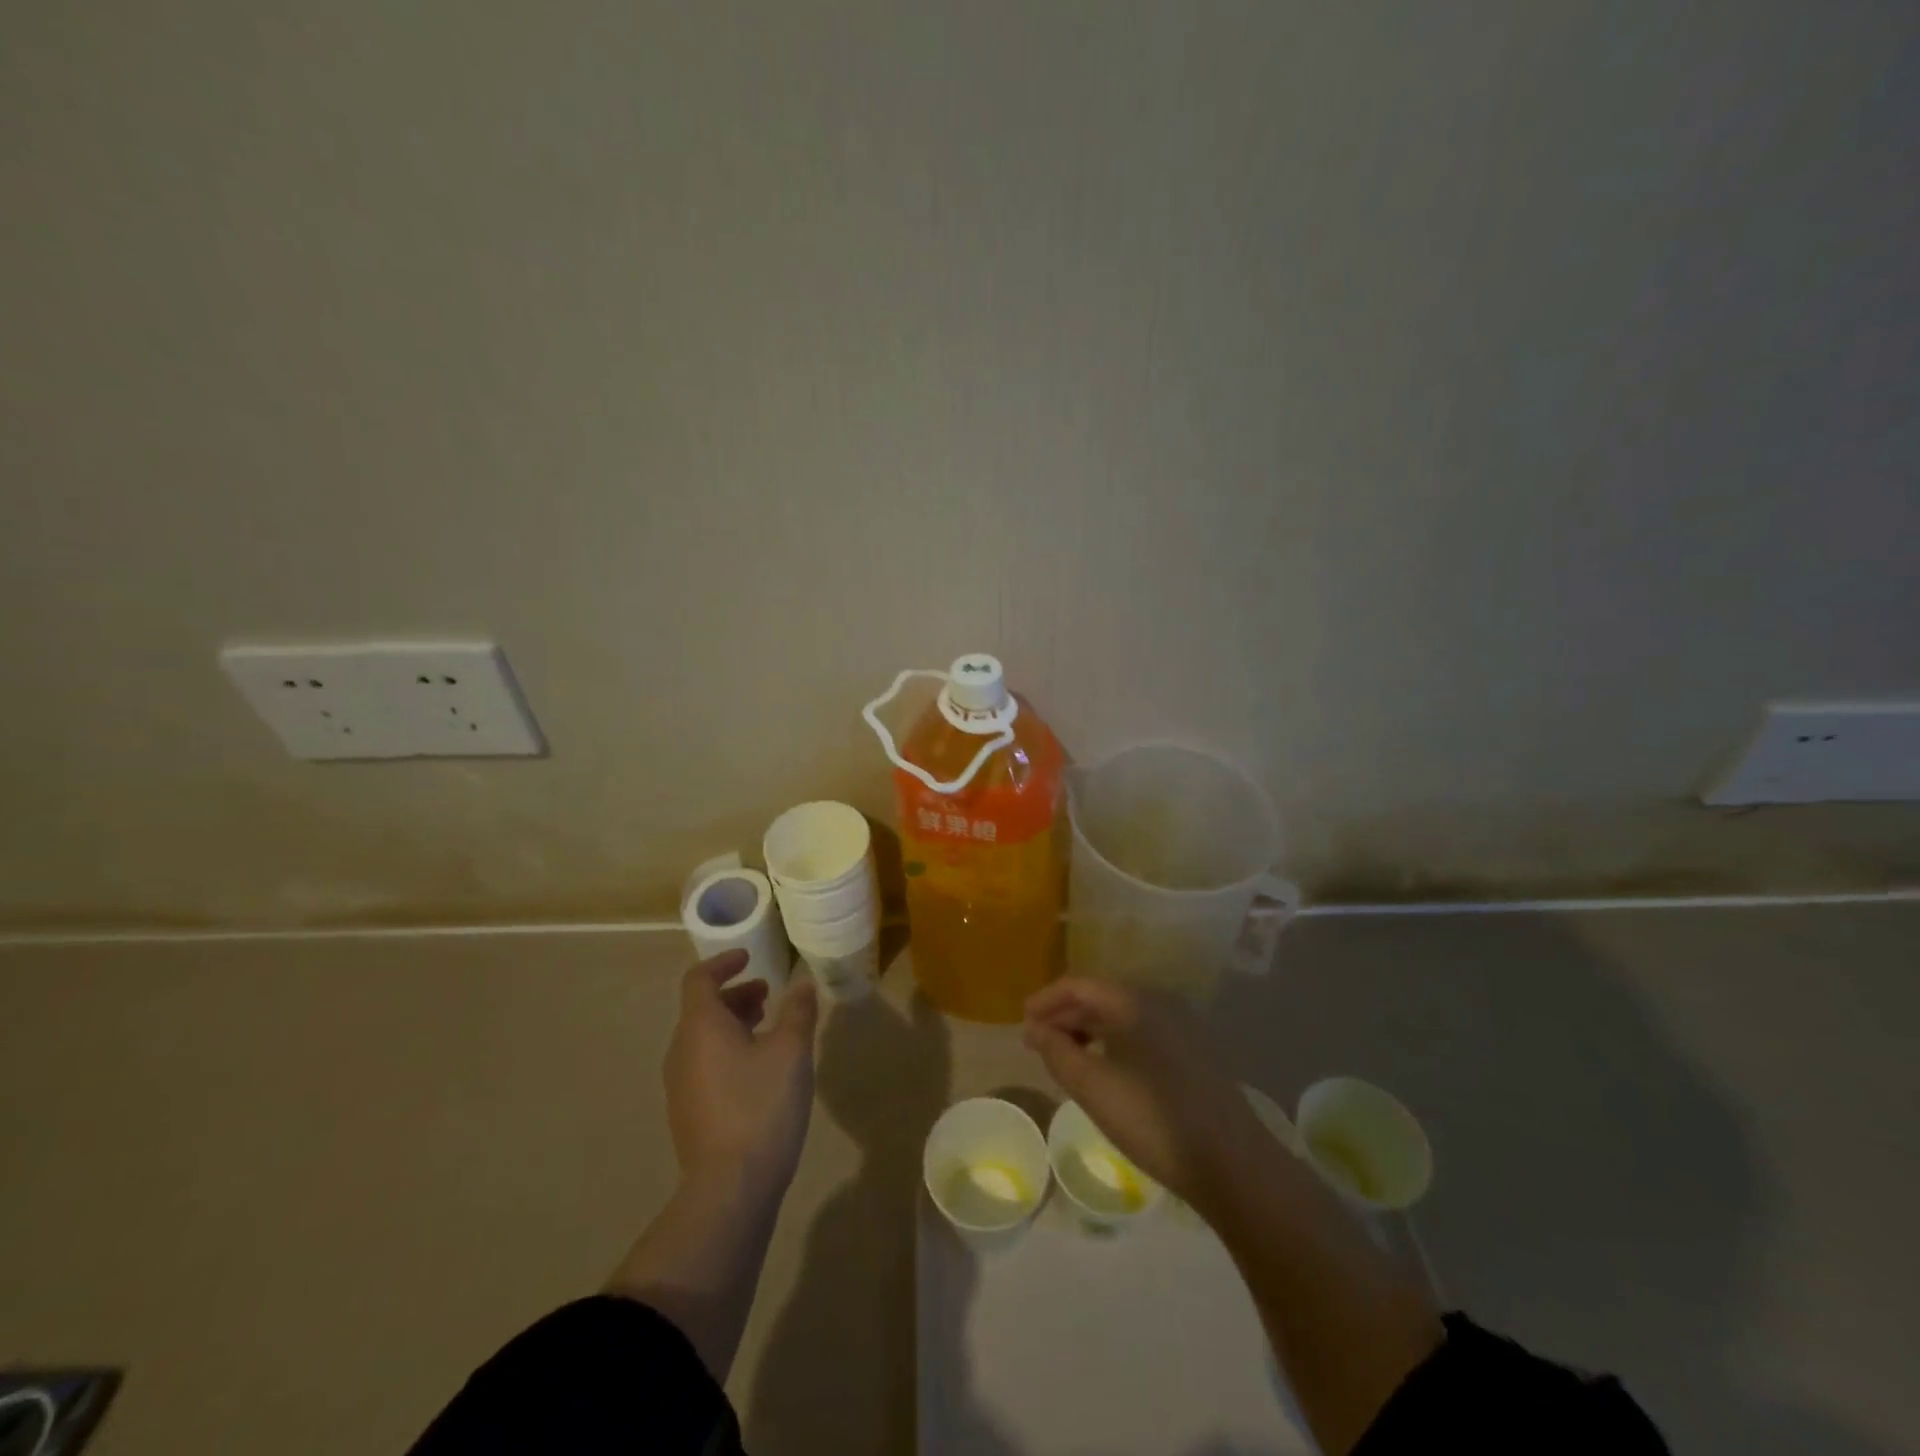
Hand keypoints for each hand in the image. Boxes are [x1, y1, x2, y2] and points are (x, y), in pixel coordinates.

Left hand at [664, 950, 819, 1200]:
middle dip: (735, 995)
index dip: (723, 963)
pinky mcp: (688, 1114)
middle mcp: (682, 1051)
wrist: (730, 1188)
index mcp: (701, 1027)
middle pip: (702, 1009)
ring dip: (733, 1025)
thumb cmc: (761, 1105)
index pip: (699, 979)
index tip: (750, 958)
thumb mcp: (792, 1051)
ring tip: (768, 1030)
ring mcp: (680, 1086)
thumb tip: (802, 984)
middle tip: (768, 995)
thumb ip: (798, 1011)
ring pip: (704, 1039)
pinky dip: (728, 1052)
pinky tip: (759, 1072)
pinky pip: (705, 1066)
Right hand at [1024, 978, 1265, 1208]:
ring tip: (1065, 1057)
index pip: (1079, 985)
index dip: (1046, 1000)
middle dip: (1065, 1015)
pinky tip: (1103, 1070)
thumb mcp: (1093, 1087)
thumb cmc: (1153, 1119)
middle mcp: (1158, 1002)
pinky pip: (1140, 1033)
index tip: (1022, 1021)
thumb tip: (1036, 1029)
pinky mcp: (1191, 1052)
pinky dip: (1113, 1043)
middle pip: (1100, 997)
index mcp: (1133, 1002)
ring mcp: (1179, 1027)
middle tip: (1038, 1042)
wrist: (1232, 1162)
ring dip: (1088, 1030)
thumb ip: (1058, 1052)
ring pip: (1121, 1016)